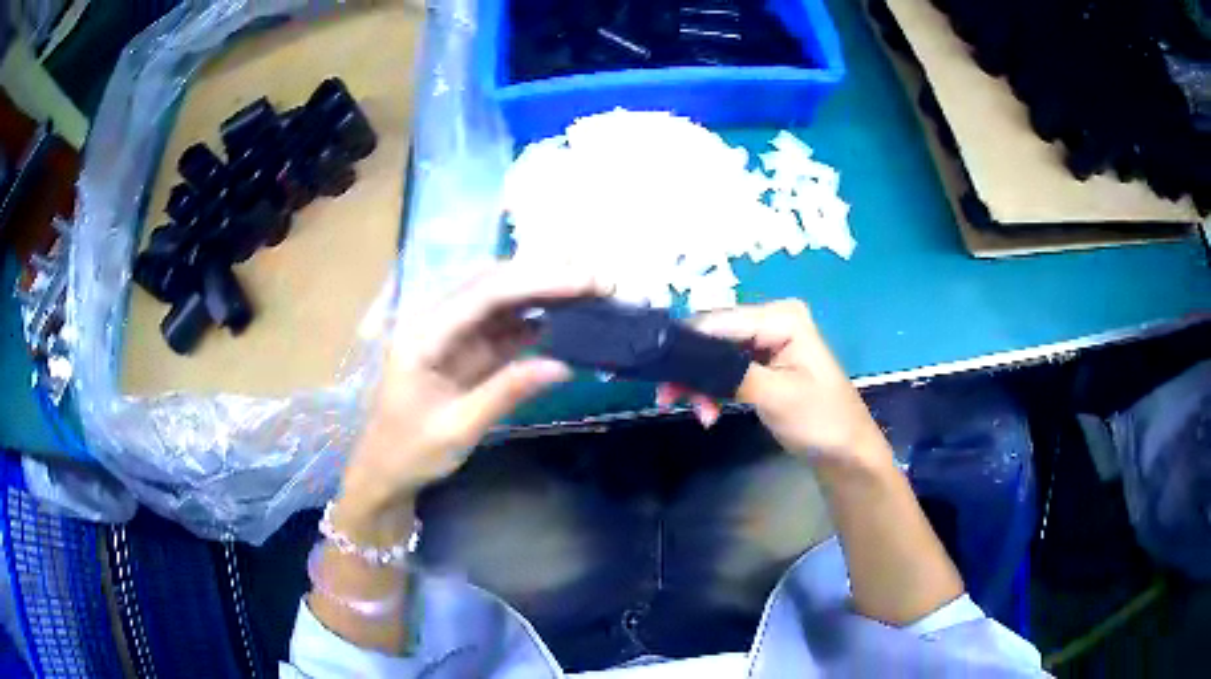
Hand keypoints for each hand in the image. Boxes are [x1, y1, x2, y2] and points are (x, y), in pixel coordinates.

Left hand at [339, 261, 603, 521]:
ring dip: (540, 293)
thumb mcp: (457, 429)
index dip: (536, 283)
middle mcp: (433, 322)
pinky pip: (498, 327)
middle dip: (543, 277)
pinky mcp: (460, 351)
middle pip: (491, 285)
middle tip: (596, 281)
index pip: (484, 295)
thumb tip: (563, 366)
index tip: (583, 282)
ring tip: (587, 291)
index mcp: (422, 335)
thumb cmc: (410, 453)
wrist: (383, 472)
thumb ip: (506, 392)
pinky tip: (560, 317)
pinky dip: (530, 320)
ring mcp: (447, 335)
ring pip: (498, 300)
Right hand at [667, 300, 890, 469]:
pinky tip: (708, 411)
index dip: (685, 344)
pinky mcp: (763, 364)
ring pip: (715, 355)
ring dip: (700, 384)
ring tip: (699, 414)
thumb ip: (729, 372)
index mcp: (781, 317)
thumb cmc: (819, 420)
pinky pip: (725, 369)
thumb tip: (682, 358)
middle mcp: (772, 320)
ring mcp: (767, 341)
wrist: (845, 453)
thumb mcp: (775, 395)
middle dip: (691, 369)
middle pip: (714, 336)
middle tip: (668, 399)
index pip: (719, 321)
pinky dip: (713, 390)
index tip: (657, 372)